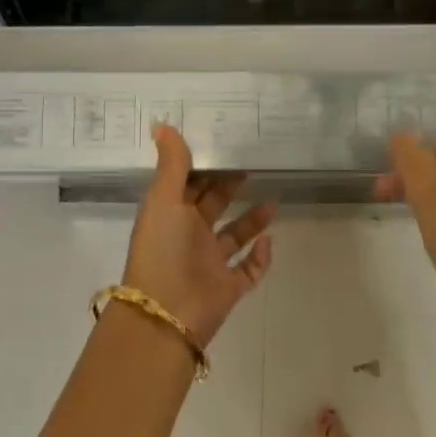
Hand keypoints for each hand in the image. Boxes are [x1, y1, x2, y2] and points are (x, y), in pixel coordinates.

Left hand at [121, 125, 274, 346]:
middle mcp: (189, 236)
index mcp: (170, 214)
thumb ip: (171, 163)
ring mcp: (209, 263)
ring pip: (234, 236)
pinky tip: (270, 240)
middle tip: (255, 163)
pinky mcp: (228, 287)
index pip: (188, 183)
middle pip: (213, 205)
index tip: (226, 143)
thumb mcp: (164, 200)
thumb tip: (161, 123)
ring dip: (252, 220)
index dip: (204, 165)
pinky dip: (261, 256)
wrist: (167, 313)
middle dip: (230, 186)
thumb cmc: (162, 249)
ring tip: (274, 199)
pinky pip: (249, 269)